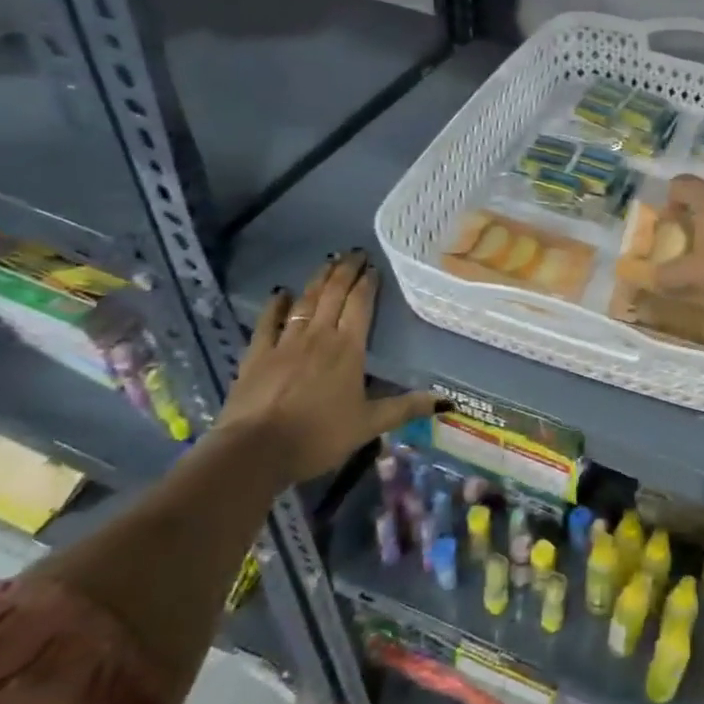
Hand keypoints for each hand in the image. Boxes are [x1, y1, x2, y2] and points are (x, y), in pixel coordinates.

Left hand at [215, 252, 439, 483]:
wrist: (256, 450)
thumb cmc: (319, 436)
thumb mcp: (369, 425)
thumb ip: (406, 408)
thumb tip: (447, 401)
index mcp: (348, 348)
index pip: (360, 305)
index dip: (368, 283)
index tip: (374, 265)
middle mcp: (318, 336)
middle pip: (333, 294)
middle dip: (345, 271)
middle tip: (354, 253)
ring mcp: (284, 343)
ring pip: (305, 302)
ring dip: (318, 280)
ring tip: (328, 262)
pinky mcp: (257, 355)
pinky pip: (267, 322)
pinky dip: (275, 305)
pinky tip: (281, 293)